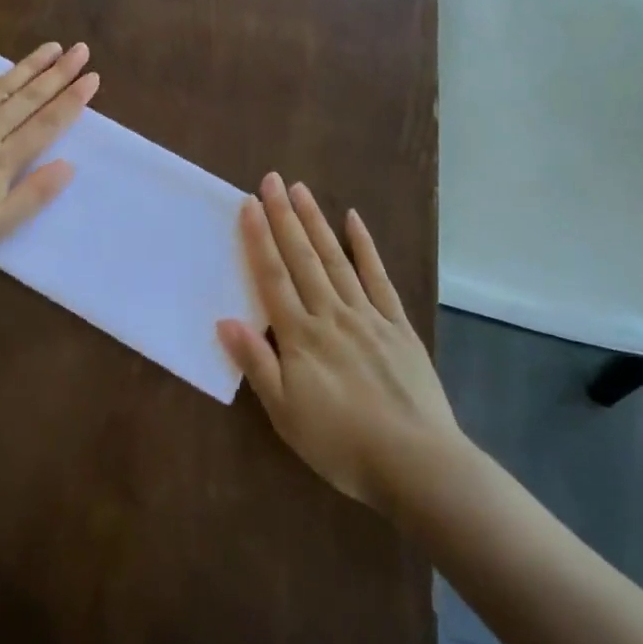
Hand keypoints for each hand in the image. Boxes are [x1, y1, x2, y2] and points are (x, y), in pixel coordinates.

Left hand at [0, 37, 98, 266]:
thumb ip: (35, 194)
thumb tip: (68, 165)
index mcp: (3, 160)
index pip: (46, 125)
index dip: (71, 101)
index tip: (93, 77)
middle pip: (26, 99)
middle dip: (57, 74)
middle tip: (81, 49)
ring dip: (26, 65)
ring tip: (50, 47)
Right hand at [218, 173, 461, 511]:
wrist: (417, 464)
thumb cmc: (341, 444)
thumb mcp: (286, 414)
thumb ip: (257, 364)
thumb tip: (225, 320)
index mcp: (301, 337)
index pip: (273, 278)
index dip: (259, 239)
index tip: (248, 204)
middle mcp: (331, 315)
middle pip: (303, 258)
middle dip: (284, 217)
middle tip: (271, 180)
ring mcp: (368, 316)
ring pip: (336, 259)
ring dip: (316, 222)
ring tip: (301, 190)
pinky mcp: (398, 325)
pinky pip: (379, 278)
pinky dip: (366, 247)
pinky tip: (354, 220)